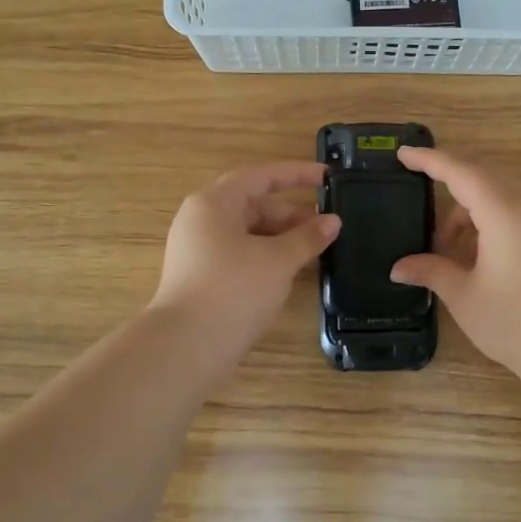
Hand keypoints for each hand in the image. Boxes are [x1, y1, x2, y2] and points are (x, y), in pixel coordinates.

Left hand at [150, 162, 339, 360]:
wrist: (188, 346)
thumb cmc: (234, 290)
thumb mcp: (278, 260)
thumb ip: (307, 237)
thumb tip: (332, 222)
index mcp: (214, 203)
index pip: (260, 177)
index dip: (296, 175)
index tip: (328, 177)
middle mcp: (201, 221)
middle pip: (253, 206)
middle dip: (292, 215)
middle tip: (328, 227)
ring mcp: (199, 251)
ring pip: (248, 234)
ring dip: (282, 239)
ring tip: (315, 251)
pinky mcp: (202, 278)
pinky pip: (241, 255)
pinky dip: (267, 257)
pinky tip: (291, 272)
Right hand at [390, 147, 520, 378]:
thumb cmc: (514, 321)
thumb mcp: (463, 295)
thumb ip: (430, 271)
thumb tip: (399, 267)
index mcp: (502, 214)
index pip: (460, 173)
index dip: (430, 160)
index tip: (403, 153)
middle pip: (481, 179)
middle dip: (447, 184)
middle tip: (417, 192)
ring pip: (497, 200)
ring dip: (466, 213)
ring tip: (442, 248)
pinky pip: (511, 217)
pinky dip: (485, 225)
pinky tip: (471, 258)